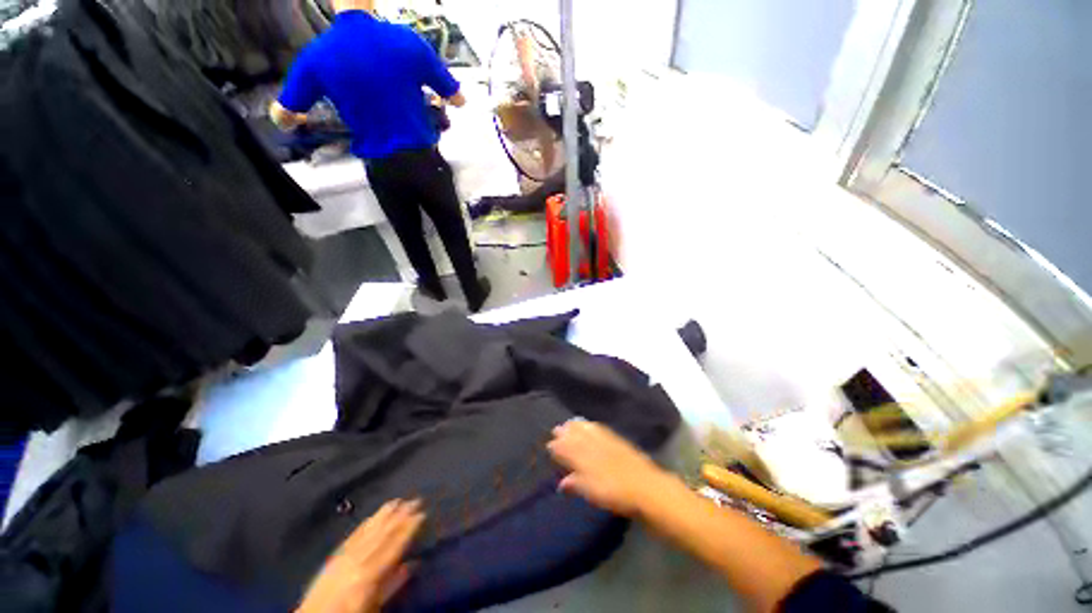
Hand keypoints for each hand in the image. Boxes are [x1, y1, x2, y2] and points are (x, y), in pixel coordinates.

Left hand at [296, 500, 424, 612]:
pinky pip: (352, 536)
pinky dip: (364, 525)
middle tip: (415, 500)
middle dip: (400, 516)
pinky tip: (372, 516)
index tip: (423, 513)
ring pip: (368, 531)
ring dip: (384, 515)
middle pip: (382, 535)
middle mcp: (358, 561)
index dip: (409, 529)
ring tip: (397, 500)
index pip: (394, 546)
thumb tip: (415, 563)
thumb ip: (394, 584)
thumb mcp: (376, 605)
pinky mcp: (333, 557)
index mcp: (370, 574)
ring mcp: (344, 556)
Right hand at [547, 420, 670, 517]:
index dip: (557, 446)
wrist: (644, 486)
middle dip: (564, 432)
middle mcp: (591, 445)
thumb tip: (561, 483)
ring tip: (569, 423)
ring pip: (585, 429)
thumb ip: (575, 485)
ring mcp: (605, 441)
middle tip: (556, 429)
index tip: (549, 444)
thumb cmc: (614, 493)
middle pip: (575, 436)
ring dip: (575, 426)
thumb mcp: (591, 493)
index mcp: (582, 458)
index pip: (566, 449)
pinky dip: (590, 425)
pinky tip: (590, 424)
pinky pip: (598, 428)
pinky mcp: (616, 440)